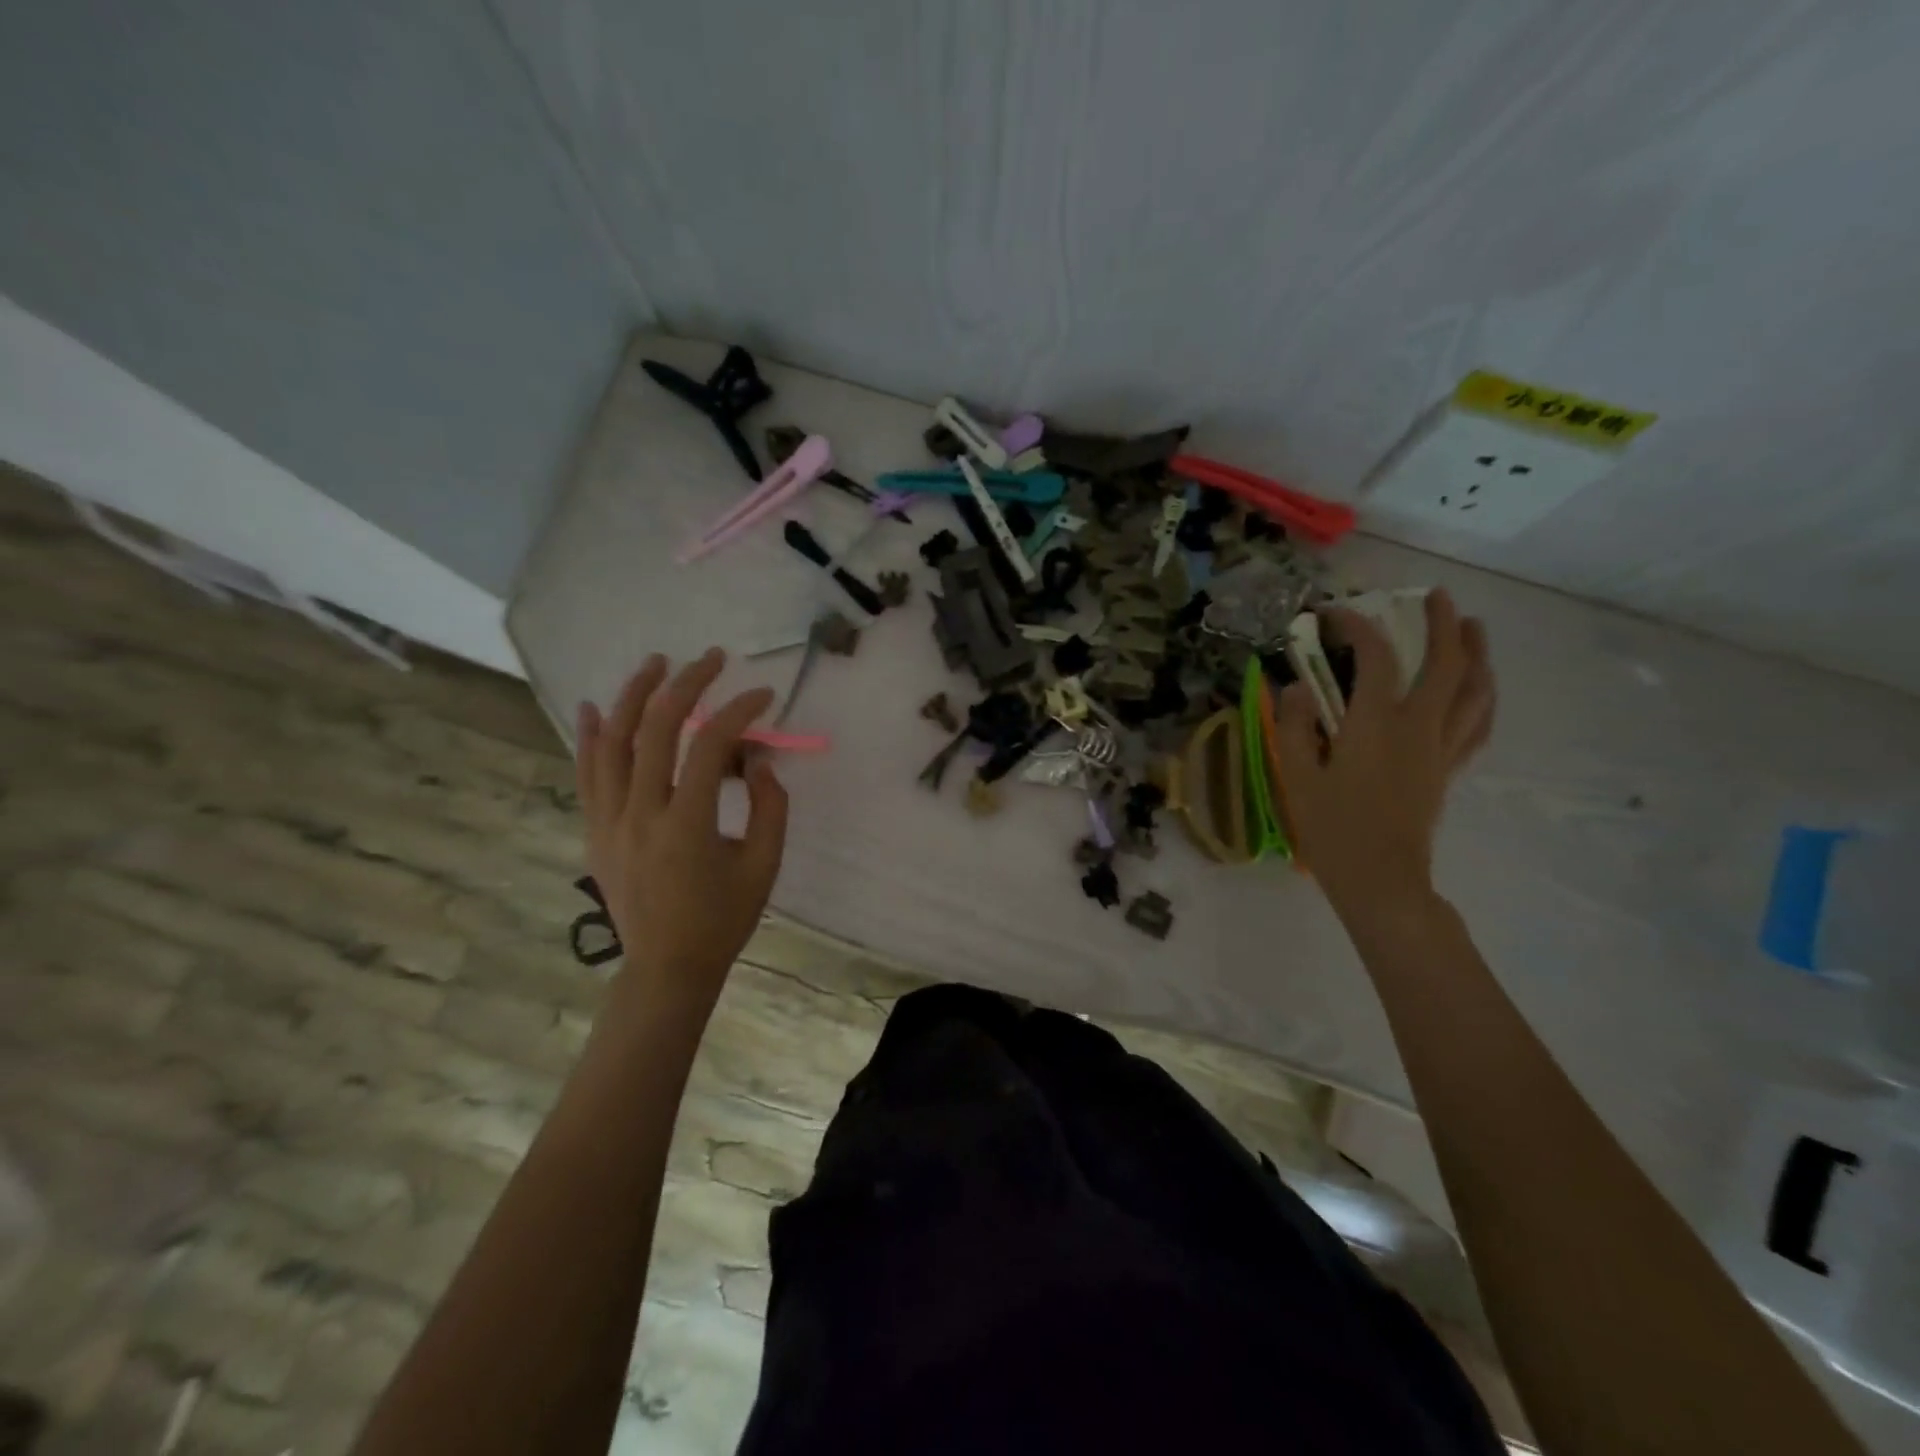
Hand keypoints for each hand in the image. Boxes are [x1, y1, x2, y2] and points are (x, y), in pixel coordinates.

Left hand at [575, 649, 788, 1009]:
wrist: (667, 966)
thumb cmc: (723, 919)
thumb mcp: (763, 865)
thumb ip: (769, 806)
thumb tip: (758, 758)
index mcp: (686, 824)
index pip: (709, 747)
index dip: (738, 712)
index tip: (763, 695)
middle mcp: (640, 814)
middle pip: (657, 730)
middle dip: (686, 685)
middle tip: (712, 658)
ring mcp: (610, 821)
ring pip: (614, 743)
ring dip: (635, 695)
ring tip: (656, 662)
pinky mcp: (595, 831)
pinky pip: (587, 775)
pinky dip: (590, 737)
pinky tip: (595, 707)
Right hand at [1273, 589, 1494, 922]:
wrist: (1380, 879)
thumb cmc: (1332, 829)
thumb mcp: (1297, 776)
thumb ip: (1294, 726)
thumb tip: (1295, 688)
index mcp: (1376, 724)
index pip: (1375, 656)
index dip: (1356, 625)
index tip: (1333, 613)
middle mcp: (1418, 726)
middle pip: (1446, 663)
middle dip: (1442, 623)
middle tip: (1433, 596)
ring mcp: (1441, 748)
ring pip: (1475, 690)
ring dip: (1476, 653)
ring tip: (1472, 629)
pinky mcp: (1448, 770)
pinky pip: (1478, 724)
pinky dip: (1482, 697)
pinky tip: (1480, 689)